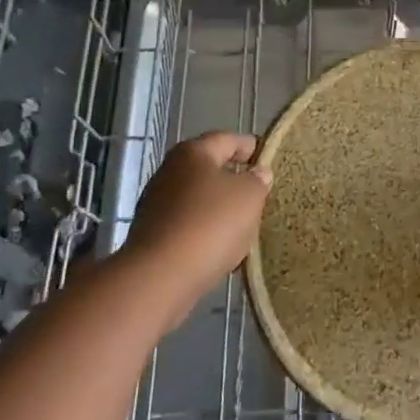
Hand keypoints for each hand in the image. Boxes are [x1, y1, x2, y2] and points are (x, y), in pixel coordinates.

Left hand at [122, 132, 272, 330]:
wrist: (158, 279)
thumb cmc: (208, 225)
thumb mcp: (248, 197)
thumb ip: (258, 180)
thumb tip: (258, 173)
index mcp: (193, 152)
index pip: (228, 139)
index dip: (251, 147)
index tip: (268, 159)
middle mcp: (170, 171)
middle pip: (210, 169)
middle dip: (234, 181)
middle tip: (259, 194)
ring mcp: (156, 204)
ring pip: (198, 200)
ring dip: (219, 211)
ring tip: (244, 227)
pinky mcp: (151, 236)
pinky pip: (186, 227)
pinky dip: (203, 233)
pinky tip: (219, 250)